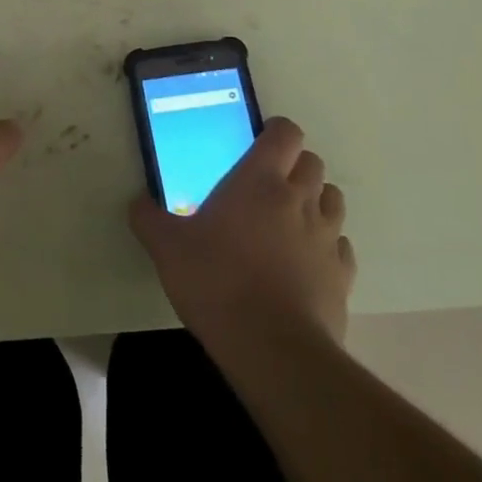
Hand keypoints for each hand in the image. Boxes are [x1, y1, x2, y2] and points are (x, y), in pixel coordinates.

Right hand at [129, 117, 354, 346]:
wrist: (273, 350)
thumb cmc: (216, 281)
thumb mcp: (167, 247)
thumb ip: (149, 219)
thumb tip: (137, 203)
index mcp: (260, 180)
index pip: (285, 133)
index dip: (276, 131)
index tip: (257, 142)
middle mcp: (300, 199)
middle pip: (313, 163)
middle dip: (294, 165)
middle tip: (267, 184)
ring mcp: (327, 238)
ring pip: (333, 200)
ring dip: (315, 201)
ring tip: (289, 219)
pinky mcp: (343, 276)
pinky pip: (341, 246)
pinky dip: (327, 246)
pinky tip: (305, 262)